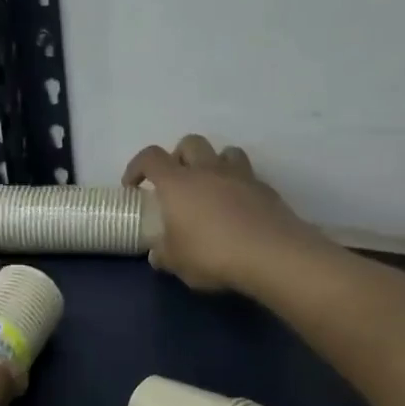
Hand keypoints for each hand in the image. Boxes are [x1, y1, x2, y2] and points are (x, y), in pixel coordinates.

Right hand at [123, 135, 323, 293]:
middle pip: (190, 143)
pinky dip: (238, 185)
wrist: (271, 254)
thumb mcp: (177, 262)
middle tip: (175, 182)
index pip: (150, 158)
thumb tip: (157, 254)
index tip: (133, 186)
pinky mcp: (266, 189)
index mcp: (177, 183)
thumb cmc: (212, 254)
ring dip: (213, 163)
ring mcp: (240, 176)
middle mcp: (207, 170)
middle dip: (178, 157)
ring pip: (224, 152)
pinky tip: (237, 209)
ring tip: (210, 188)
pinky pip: (247, 176)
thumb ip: (164, 254)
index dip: (137, 166)